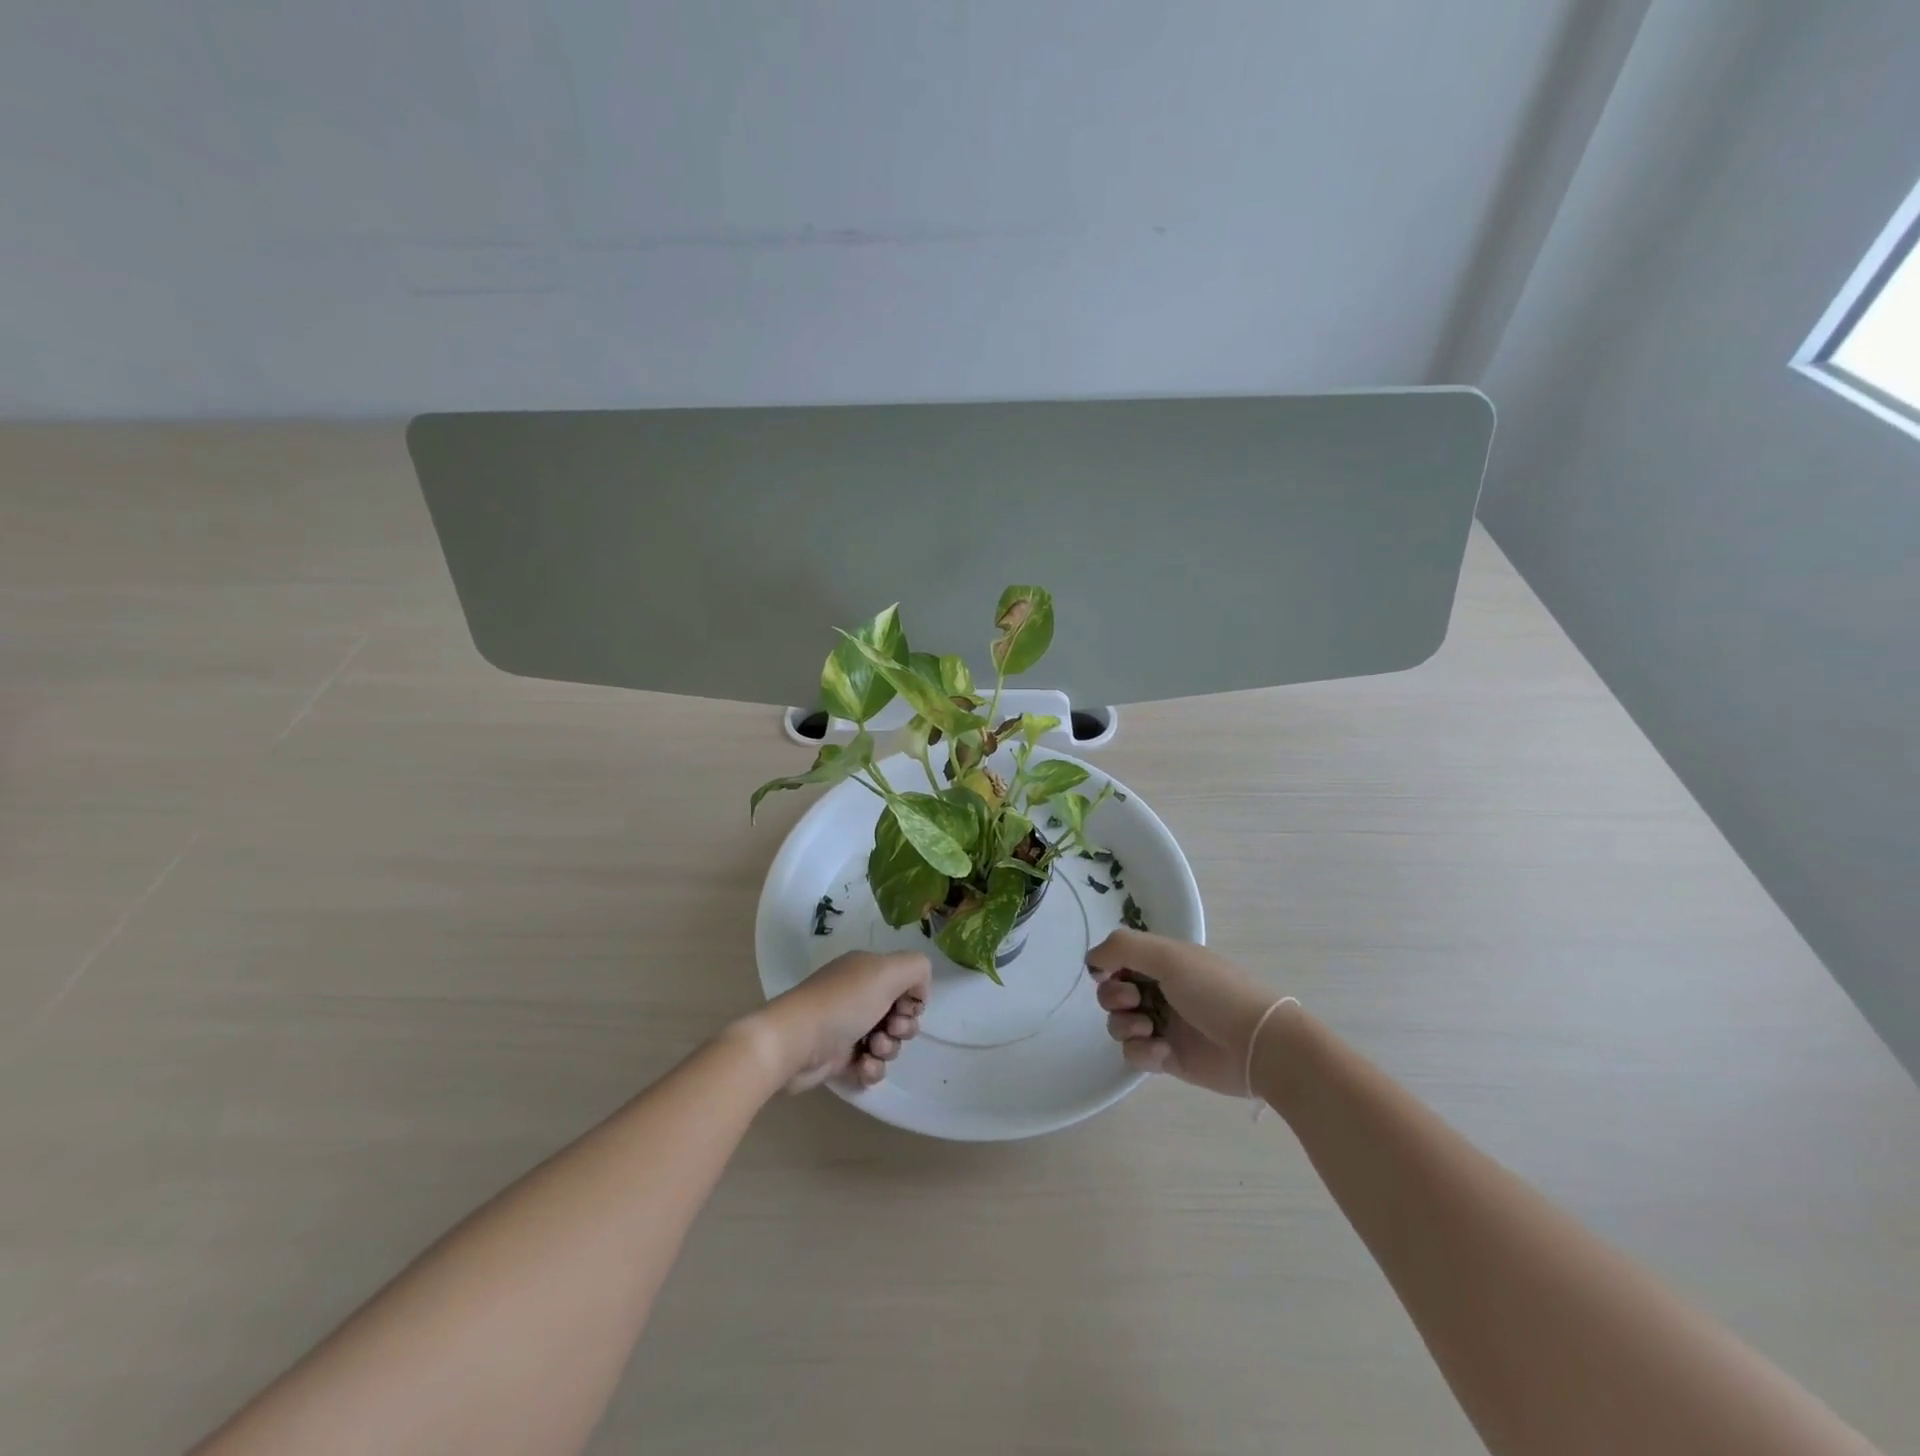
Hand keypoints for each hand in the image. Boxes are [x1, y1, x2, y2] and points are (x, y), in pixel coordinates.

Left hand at [755, 950, 931, 1092]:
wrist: (794, 1043)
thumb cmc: (842, 1003)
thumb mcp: (886, 971)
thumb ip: (916, 968)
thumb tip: (918, 990)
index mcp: (867, 971)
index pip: (905, 982)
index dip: (912, 998)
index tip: (906, 1007)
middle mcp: (858, 995)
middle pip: (900, 1014)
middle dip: (904, 1026)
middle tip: (891, 1028)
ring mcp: (847, 1027)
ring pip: (888, 1042)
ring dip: (888, 1048)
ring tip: (872, 1049)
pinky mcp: (838, 1058)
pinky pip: (870, 1065)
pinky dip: (872, 1068)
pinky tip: (863, 1067)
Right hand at [1087, 930, 1278, 1095]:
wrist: (1258, 1045)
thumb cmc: (1214, 991)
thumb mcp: (1169, 956)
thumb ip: (1123, 947)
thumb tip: (1091, 959)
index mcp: (1163, 961)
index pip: (1118, 958)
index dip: (1107, 966)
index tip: (1108, 972)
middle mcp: (1159, 989)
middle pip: (1111, 991)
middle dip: (1114, 997)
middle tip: (1134, 1001)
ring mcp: (1162, 1024)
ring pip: (1118, 1024)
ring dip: (1124, 1025)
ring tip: (1149, 1030)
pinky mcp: (1167, 1057)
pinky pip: (1134, 1054)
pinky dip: (1142, 1052)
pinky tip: (1162, 1052)